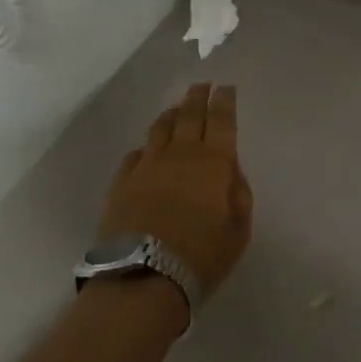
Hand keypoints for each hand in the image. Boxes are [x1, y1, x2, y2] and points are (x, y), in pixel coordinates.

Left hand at [97, 83, 253, 299]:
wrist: (143, 277)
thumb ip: (238, 193)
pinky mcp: (122, 181)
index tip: (226, 87)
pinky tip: (147, 149)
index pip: (221, 120)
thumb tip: (229, 171)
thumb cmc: (201, 255)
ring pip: (160, 128)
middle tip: (202, 85)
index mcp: (214, 162)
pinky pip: (136, 153)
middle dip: (198, 97)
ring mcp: (147, 165)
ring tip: (177, 108)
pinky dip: (146, 146)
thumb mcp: (238, 229)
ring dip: (172, 114)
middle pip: (189, 115)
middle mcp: (180, 154)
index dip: (224, 101)